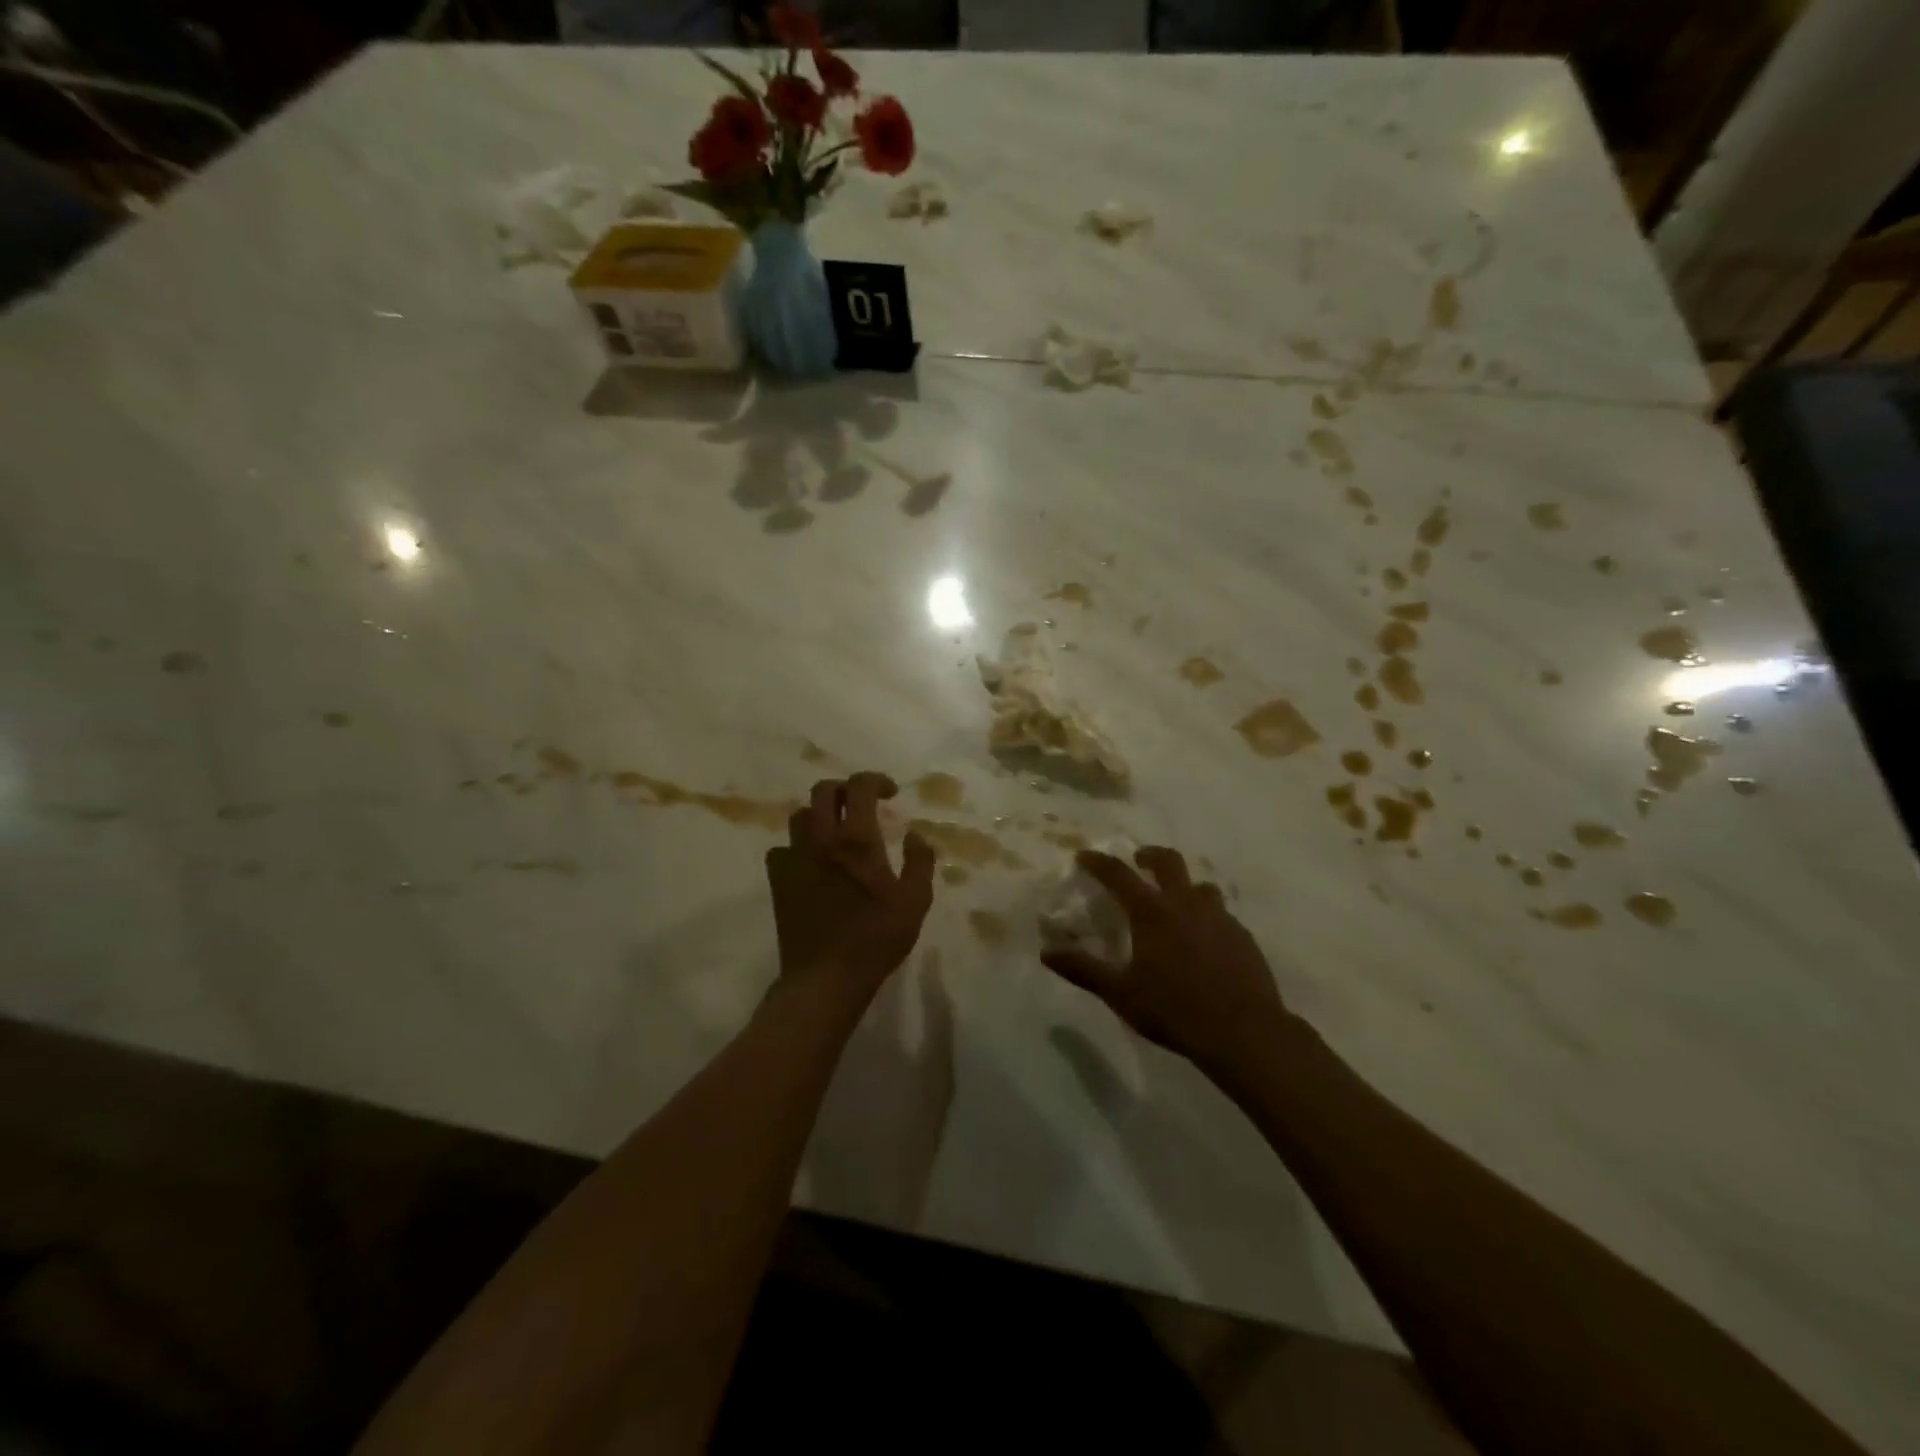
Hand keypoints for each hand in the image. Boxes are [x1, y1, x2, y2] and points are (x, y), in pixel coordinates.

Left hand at [764, 772, 936, 995]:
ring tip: (838, 831)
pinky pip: (783, 848)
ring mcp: (794, 858)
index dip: (876, 780)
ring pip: (801, 816)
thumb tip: (915, 834)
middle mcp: (821, 839)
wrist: (825, 977)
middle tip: (863, 805)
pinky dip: (799, 846)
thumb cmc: (875, 939)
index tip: (891, 794)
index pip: (860, 786)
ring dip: (821, 814)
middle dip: (846, 789)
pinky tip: (812, 862)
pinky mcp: (778, 881)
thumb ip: (920, 861)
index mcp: (857, 840)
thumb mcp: (915, 901)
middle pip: (823, 790)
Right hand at [1042, 846, 1286, 1072]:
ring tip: (1175, 902)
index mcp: (1152, 913)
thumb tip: (1046, 952)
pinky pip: (1221, 914)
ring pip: (1201, 886)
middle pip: (1169, 862)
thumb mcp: (1121, 993)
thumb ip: (1083, 969)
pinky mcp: (1243, 937)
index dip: (1099, 863)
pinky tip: (1204, 940)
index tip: (1085, 856)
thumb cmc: (1175, 1010)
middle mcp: (1186, 905)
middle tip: (1139, 860)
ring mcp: (1220, 918)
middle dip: (1150, 855)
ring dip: (1184, 886)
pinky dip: (1207, 916)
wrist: (1244, 1032)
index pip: (1119, 875)